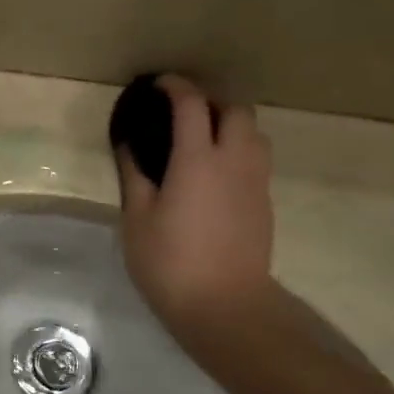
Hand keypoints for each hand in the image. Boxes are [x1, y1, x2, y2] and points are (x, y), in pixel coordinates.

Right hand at [115, 76, 277, 349]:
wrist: (226, 308)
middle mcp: (234, 161)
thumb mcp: (137, 218)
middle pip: (236, 109)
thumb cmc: (170, 262)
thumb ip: (134, 174)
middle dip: (211, 99)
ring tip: (202, 139)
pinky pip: (257, 160)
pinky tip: (214, 173)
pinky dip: (238, 150)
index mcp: (198, 159)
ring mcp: (256, 183)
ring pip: (254, 133)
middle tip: (182, 112)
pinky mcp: (265, 204)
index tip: (157, 85)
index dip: (175, 86)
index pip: (192, 104)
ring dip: (231, 124)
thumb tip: (128, 143)